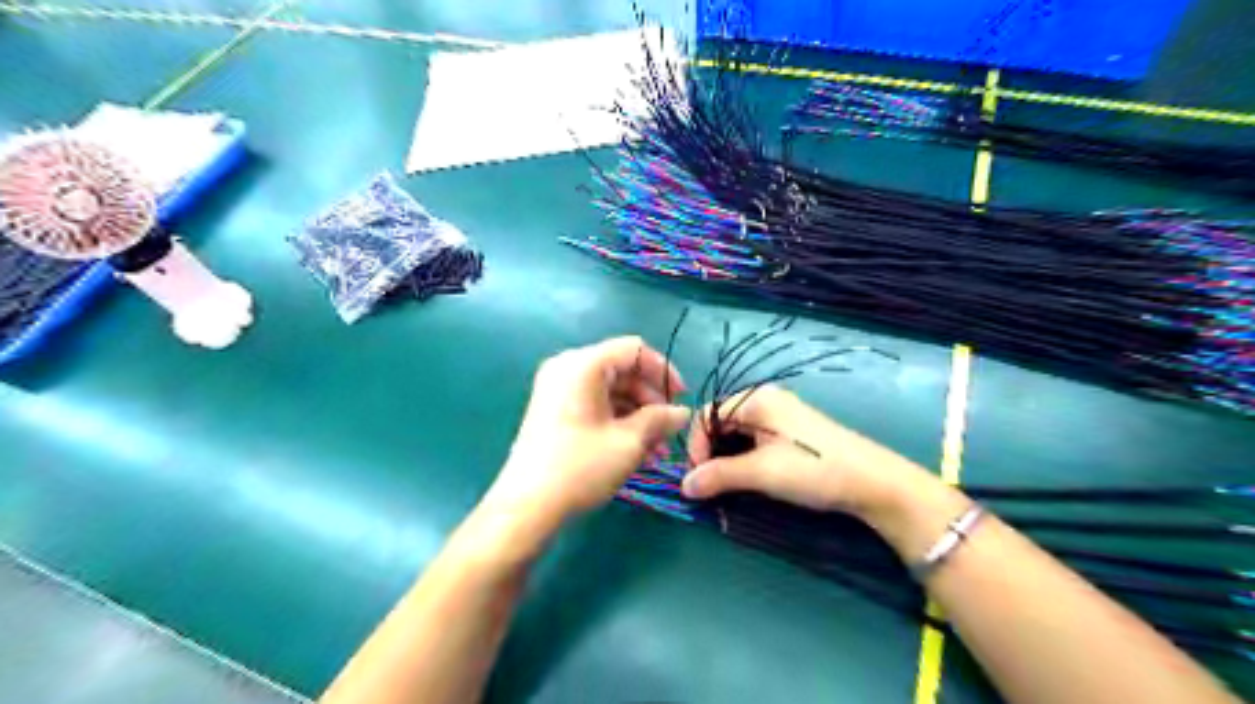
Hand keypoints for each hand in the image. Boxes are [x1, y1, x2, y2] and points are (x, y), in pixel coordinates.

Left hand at [485, 337, 690, 526]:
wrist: (528, 505)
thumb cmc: (581, 466)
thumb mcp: (629, 442)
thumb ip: (660, 419)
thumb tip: (682, 412)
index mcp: (583, 364)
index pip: (634, 350)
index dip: (663, 371)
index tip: (681, 398)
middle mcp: (567, 368)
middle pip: (622, 369)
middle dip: (650, 398)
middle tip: (669, 428)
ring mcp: (557, 389)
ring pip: (610, 390)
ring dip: (637, 414)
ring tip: (657, 448)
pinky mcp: (553, 410)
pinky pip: (594, 404)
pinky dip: (617, 421)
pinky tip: (637, 450)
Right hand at [682, 386, 935, 516]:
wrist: (874, 482)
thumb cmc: (813, 470)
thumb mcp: (761, 473)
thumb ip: (718, 476)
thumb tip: (683, 486)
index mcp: (756, 399)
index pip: (707, 416)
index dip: (695, 446)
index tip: (696, 479)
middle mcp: (766, 400)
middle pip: (721, 423)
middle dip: (710, 454)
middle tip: (710, 486)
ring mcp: (782, 416)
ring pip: (739, 434)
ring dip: (727, 459)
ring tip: (728, 486)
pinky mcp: (794, 433)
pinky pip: (756, 441)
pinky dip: (745, 459)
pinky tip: (751, 479)